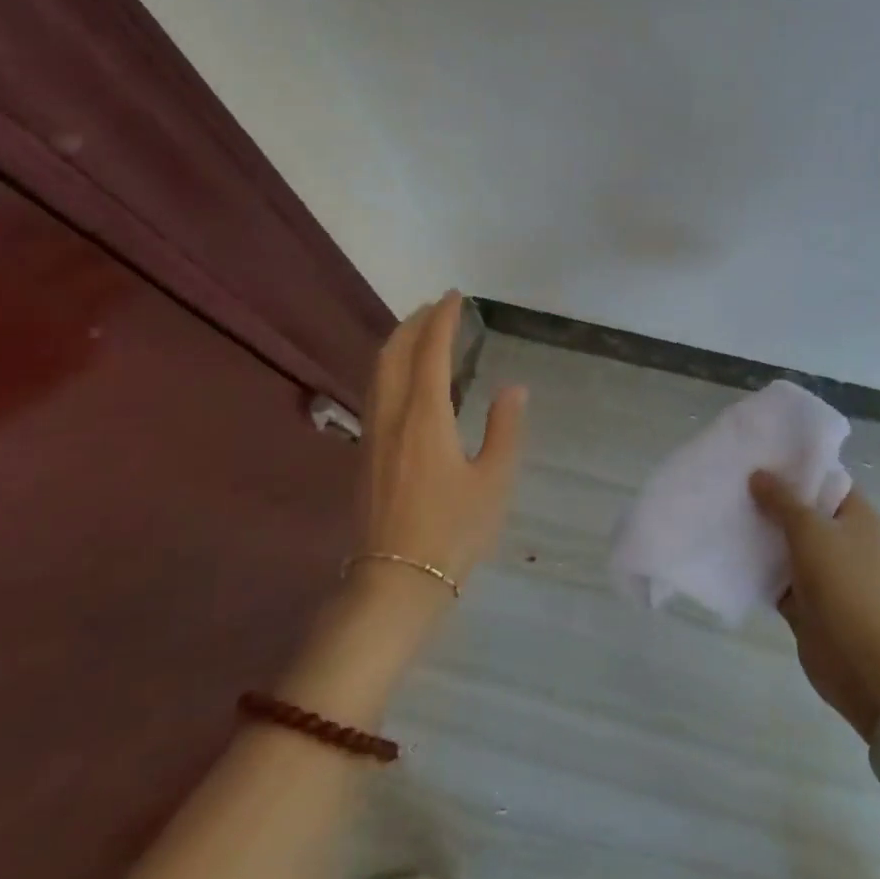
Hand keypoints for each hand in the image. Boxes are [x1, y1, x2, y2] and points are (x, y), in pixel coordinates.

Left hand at [358, 291, 527, 608]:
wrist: (395, 581)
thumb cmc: (452, 531)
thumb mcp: (493, 481)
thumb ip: (504, 428)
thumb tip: (514, 387)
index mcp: (425, 416)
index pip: (430, 350)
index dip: (442, 319)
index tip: (454, 296)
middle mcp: (392, 414)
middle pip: (394, 352)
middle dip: (413, 322)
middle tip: (436, 307)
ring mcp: (373, 433)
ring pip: (378, 371)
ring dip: (397, 342)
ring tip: (419, 332)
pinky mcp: (365, 452)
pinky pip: (375, 390)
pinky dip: (390, 367)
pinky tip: (405, 379)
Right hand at [750, 471, 879, 740]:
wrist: (858, 660)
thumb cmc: (841, 582)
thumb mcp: (809, 529)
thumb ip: (782, 500)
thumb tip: (758, 474)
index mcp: (856, 516)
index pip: (825, 479)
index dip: (796, 467)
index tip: (760, 456)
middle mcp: (843, 539)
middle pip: (802, 510)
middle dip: (771, 498)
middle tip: (734, 479)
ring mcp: (824, 571)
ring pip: (786, 542)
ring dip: (761, 532)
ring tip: (725, 508)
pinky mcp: (806, 599)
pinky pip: (777, 574)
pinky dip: (757, 565)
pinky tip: (728, 549)